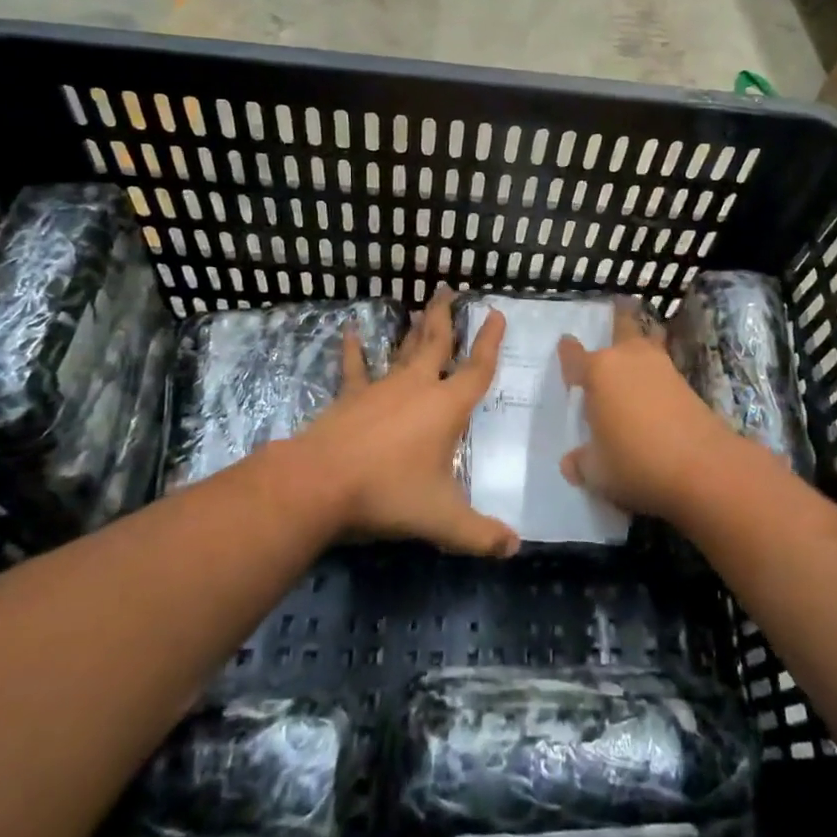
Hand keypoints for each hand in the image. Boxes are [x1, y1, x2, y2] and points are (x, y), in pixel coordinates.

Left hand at [302, 287, 517, 556]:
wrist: (321, 484)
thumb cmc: (389, 493)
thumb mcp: (443, 520)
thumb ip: (481, 534)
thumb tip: (515, 547)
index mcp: (447, 407)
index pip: (477, 369)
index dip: (490, 342)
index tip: (496, 314)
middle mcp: (418, 387)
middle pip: (437, 342)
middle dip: (447, 316)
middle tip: (450, 289)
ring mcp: (382, 387)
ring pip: (403, 349)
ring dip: (414, 328)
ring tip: (421, 305)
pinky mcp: (351, 396)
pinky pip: (355, 367)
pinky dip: (353, 349)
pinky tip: (350, 330)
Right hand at [557, 307, 743, 521]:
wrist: (704, 467)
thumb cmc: (636, 462)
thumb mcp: (597, 472)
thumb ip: (581, 463)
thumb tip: (572, 462)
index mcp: (598, 372)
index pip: (574, 355)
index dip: (567, 351)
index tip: (565, 345)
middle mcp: (628, 359)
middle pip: (622, 326)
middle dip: (617, 319)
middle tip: (615, 311)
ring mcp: (661, 368)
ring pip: (647, 343)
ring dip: (641, 343)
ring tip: (635, 350)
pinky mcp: (686, 383)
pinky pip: (662, 369)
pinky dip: (656, 373)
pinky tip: (653, 388)